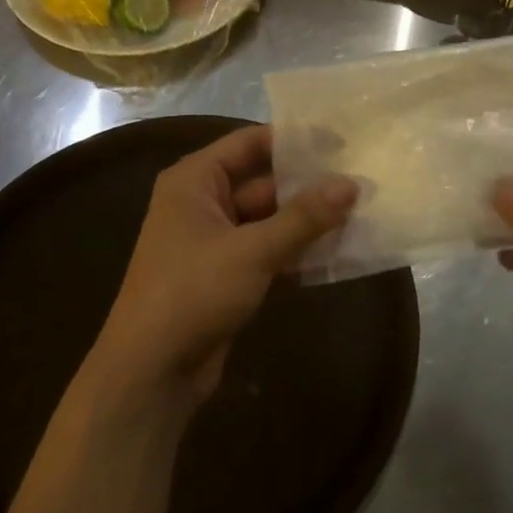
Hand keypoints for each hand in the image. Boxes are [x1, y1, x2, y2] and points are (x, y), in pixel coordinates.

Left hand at [95, 125, 355, 409]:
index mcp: (195, 182)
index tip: (340, 140)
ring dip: (308, 220)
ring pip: (271, 219)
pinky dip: (297, 250)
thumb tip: (352, 184)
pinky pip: (269, 249)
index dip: (294, 139)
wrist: (151, 373)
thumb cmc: (192, 293)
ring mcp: (216, 241)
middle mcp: (203, 203)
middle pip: (264, 182)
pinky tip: (338, 251)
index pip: (250, 142)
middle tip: (360, 179)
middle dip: (310, 185)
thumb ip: (304, 216)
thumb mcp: (252, 250)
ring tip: (360, 212)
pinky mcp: (228, 274)